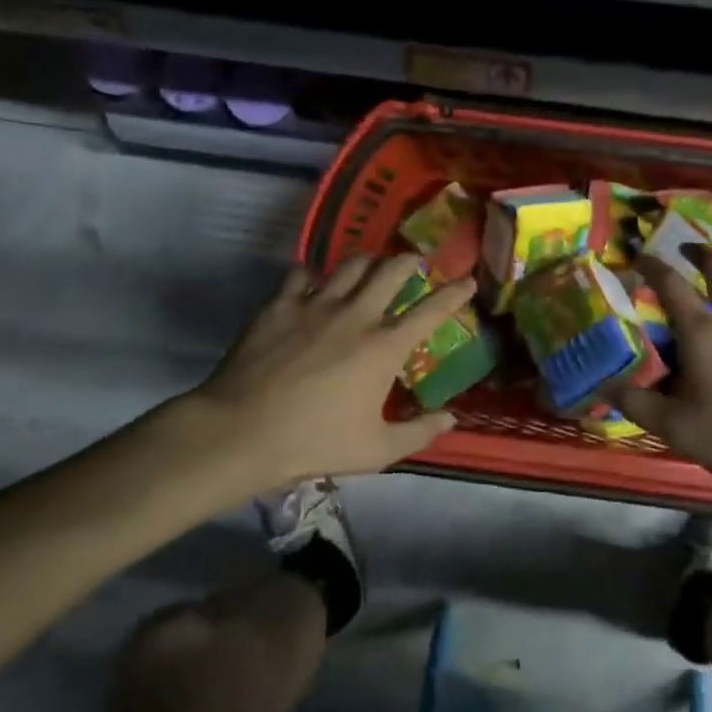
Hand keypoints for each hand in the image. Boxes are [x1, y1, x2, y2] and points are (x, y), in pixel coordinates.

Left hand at [147, 253, 474, 494]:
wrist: (243, 431)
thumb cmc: (315, 443)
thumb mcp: (376, 450)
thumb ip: (419, 433)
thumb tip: (451, 418)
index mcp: (385, 347)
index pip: (431, 310)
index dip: (455, 293)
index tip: (468, 281)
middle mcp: (357, 315)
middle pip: (392, 270)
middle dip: (410, 260)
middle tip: (416, 261)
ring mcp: (316, 304)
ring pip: (350, 265)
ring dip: (368, 261)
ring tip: (372, 264)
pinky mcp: (280, 304)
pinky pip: (302, 275)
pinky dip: (313, 276)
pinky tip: (312, 284)